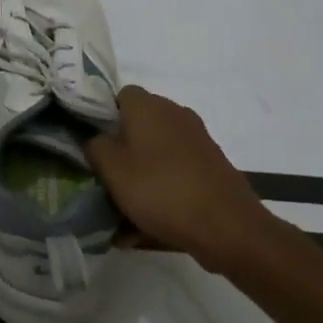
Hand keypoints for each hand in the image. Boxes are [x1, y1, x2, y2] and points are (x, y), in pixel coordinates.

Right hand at [86, 86, 271, 269]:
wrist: (228, 227)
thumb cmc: (161, 190)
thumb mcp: (112, 169)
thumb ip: (95, 147)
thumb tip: (97, 139)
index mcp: (149, 106)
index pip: (118, 95)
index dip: (103, 116)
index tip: (95, 144)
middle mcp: (175, 113)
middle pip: (139, 124)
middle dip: (122, 148)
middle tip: (107, 177)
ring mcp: (198, 139)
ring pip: (157, 151)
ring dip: (142, 173)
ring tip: (126, 208)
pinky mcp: (212, 165)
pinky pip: (176, 172)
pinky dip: (163, 189)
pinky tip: (151, 222)